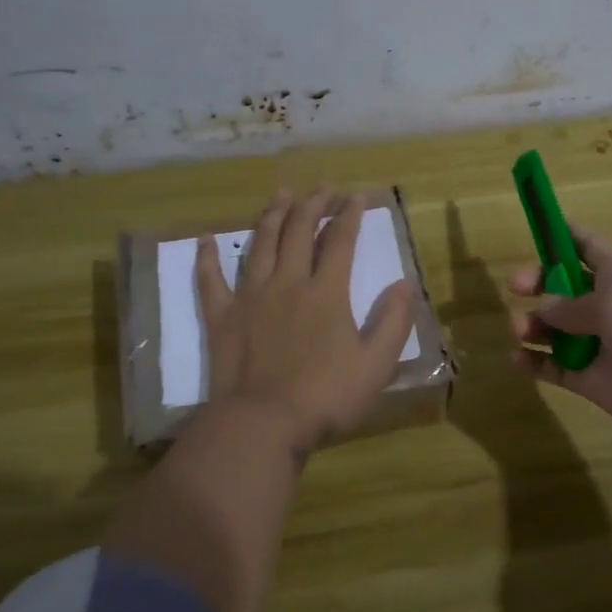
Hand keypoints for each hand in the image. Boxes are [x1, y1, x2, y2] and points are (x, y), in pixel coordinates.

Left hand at [196, 188, 416, 453]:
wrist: (262, 423)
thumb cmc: (325, 397)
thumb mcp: (375, 365)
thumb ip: (393, 322)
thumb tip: (406, 284)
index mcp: (326, 293)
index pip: (340, 242)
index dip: (350, 216)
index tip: (356, 197)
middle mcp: (288, 283)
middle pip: (299, 232)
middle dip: (312, 205)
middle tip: (322, 188)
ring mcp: (251, 297)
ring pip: (261, 244)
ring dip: (272, 215)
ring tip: (281, 194)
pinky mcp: (222, 317)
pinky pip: (211, 280)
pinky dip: (208, 257)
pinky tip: (206, 238)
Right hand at [511, 230, 611, 459]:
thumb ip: (571, 305)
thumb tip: (543, 309)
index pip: (586, 243)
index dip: (559, 233)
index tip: (531, 227)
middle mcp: (608, 304)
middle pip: (562, 285)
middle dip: (537, 281)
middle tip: (516, 288)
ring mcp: (600, 344)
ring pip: (554, 327)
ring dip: (531, 324)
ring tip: (520, 331)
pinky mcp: (595, 381)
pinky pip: (556, 367)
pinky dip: (535, 362)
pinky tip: (518, 360)